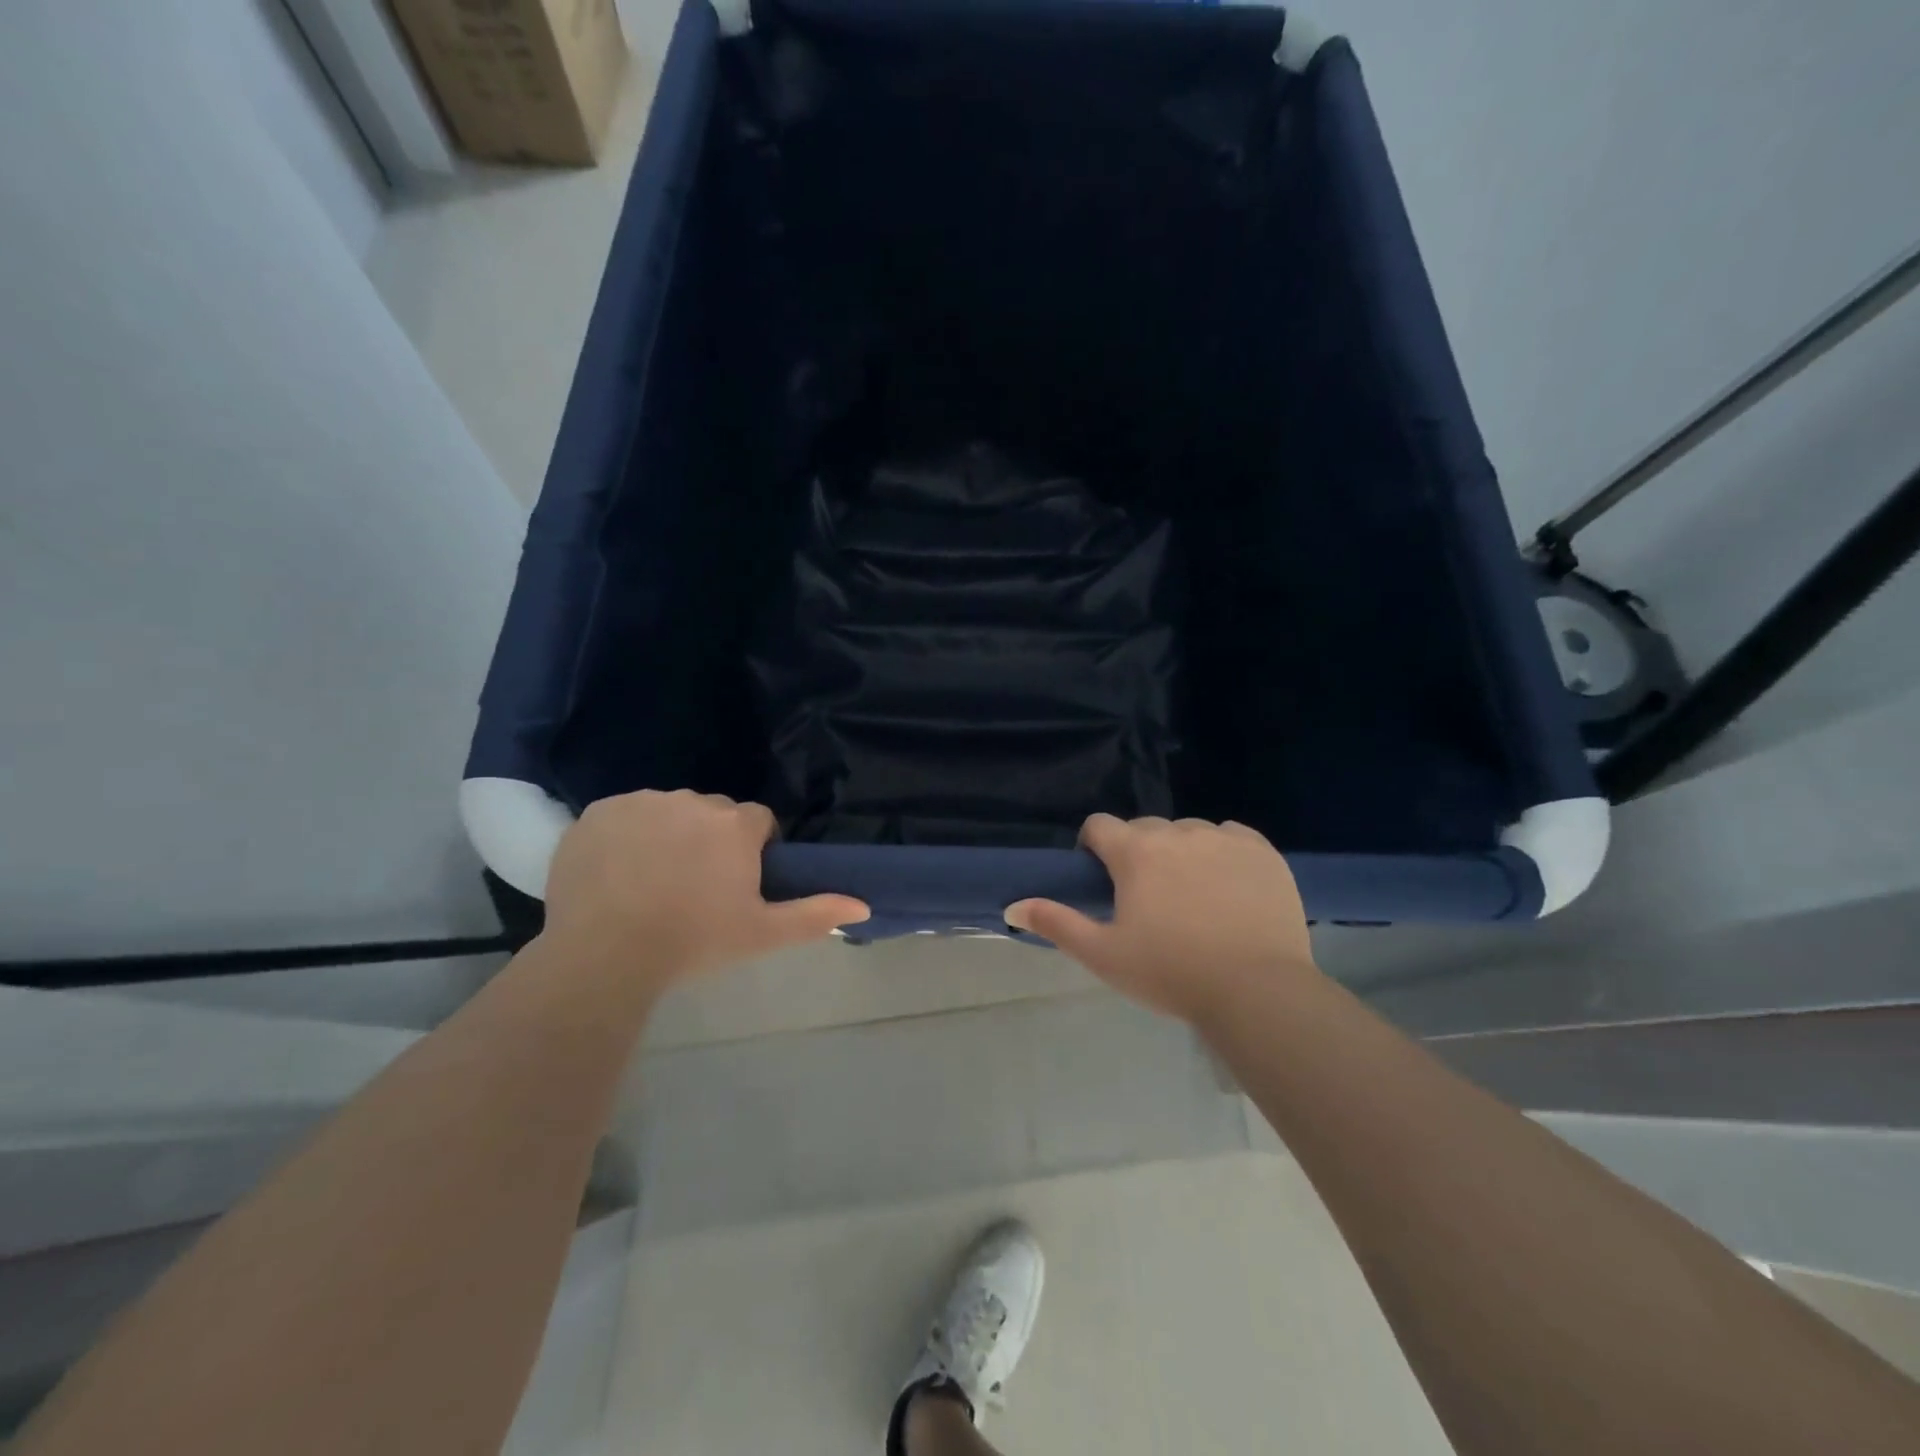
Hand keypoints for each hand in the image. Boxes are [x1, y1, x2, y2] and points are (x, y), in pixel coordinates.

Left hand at [542, 789, 868, 989]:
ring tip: (652, 881)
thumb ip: (814, 914)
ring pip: (668, 811)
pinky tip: (617, 873)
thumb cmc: (693, 942)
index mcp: (734, 825)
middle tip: (696, 885)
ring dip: (669, 833)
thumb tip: (863, 905)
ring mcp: (641, 803)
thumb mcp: (761, 933)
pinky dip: (626, 835)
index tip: (738, 881)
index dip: (752, 849)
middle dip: (711, 838)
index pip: (757, 820)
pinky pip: (624, 815)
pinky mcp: (599, 812)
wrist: (604, 954)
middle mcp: (692, 801)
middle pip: (713, 812)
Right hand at [1004, 814, 1318, 1022]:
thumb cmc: (1170, 973)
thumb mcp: (1103, 955)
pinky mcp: (1261, 851)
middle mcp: (1177, 832)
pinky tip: (1228, 886)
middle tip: (1147, 897)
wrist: (1257, 991)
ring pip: (1188, 831)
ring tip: (1191, 895)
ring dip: (1180, 851)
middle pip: (1144, 828)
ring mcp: (1223, 838)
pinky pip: (1231, 836)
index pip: (1099, 825)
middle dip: (1137, 852)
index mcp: (1135, 851)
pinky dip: (1223, 852)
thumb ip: (1055, 923)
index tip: (1102, 878)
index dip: (1093, 847)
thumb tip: (1012, 906)